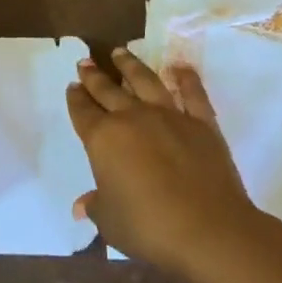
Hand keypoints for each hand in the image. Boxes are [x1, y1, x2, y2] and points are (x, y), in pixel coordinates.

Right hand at [66, 47, 259, 276]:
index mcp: (103, 139)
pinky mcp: (201, 123)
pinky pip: (192, 94)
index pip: (83, 112)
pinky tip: (180, 68)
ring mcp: (169, 116)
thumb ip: (95, 206)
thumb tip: (81, 204)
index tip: (72, 86)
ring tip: (120, 52)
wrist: (209, 231)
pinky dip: (186, 79)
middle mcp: (132, 118)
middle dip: (94, 76)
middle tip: (85, 63)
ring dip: (130, 65)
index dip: (75, 99)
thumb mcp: (110, 222)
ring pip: (145, 81)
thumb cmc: (149, 228)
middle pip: (108, 90)